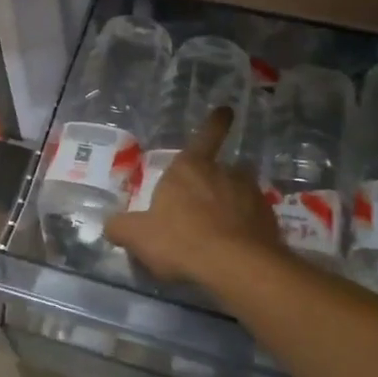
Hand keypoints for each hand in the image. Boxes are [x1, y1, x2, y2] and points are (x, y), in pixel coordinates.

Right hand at [105, 108, 281, 287]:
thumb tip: (109, 225)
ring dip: (231, 203)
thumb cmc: (181, 240)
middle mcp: (223, 172)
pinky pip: (253, 218)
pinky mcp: (268, 218)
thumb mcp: (138, 237)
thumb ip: (121, 228)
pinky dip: (246, 227)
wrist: (237, 266)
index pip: (205, 136)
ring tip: (221, 230)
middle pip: (219, 170)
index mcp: (189, 167)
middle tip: (201, 209)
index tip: (227, 110)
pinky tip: (236, 248)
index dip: (215, 123)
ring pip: (239, 192)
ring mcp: (250, 194)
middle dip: (212, 183)